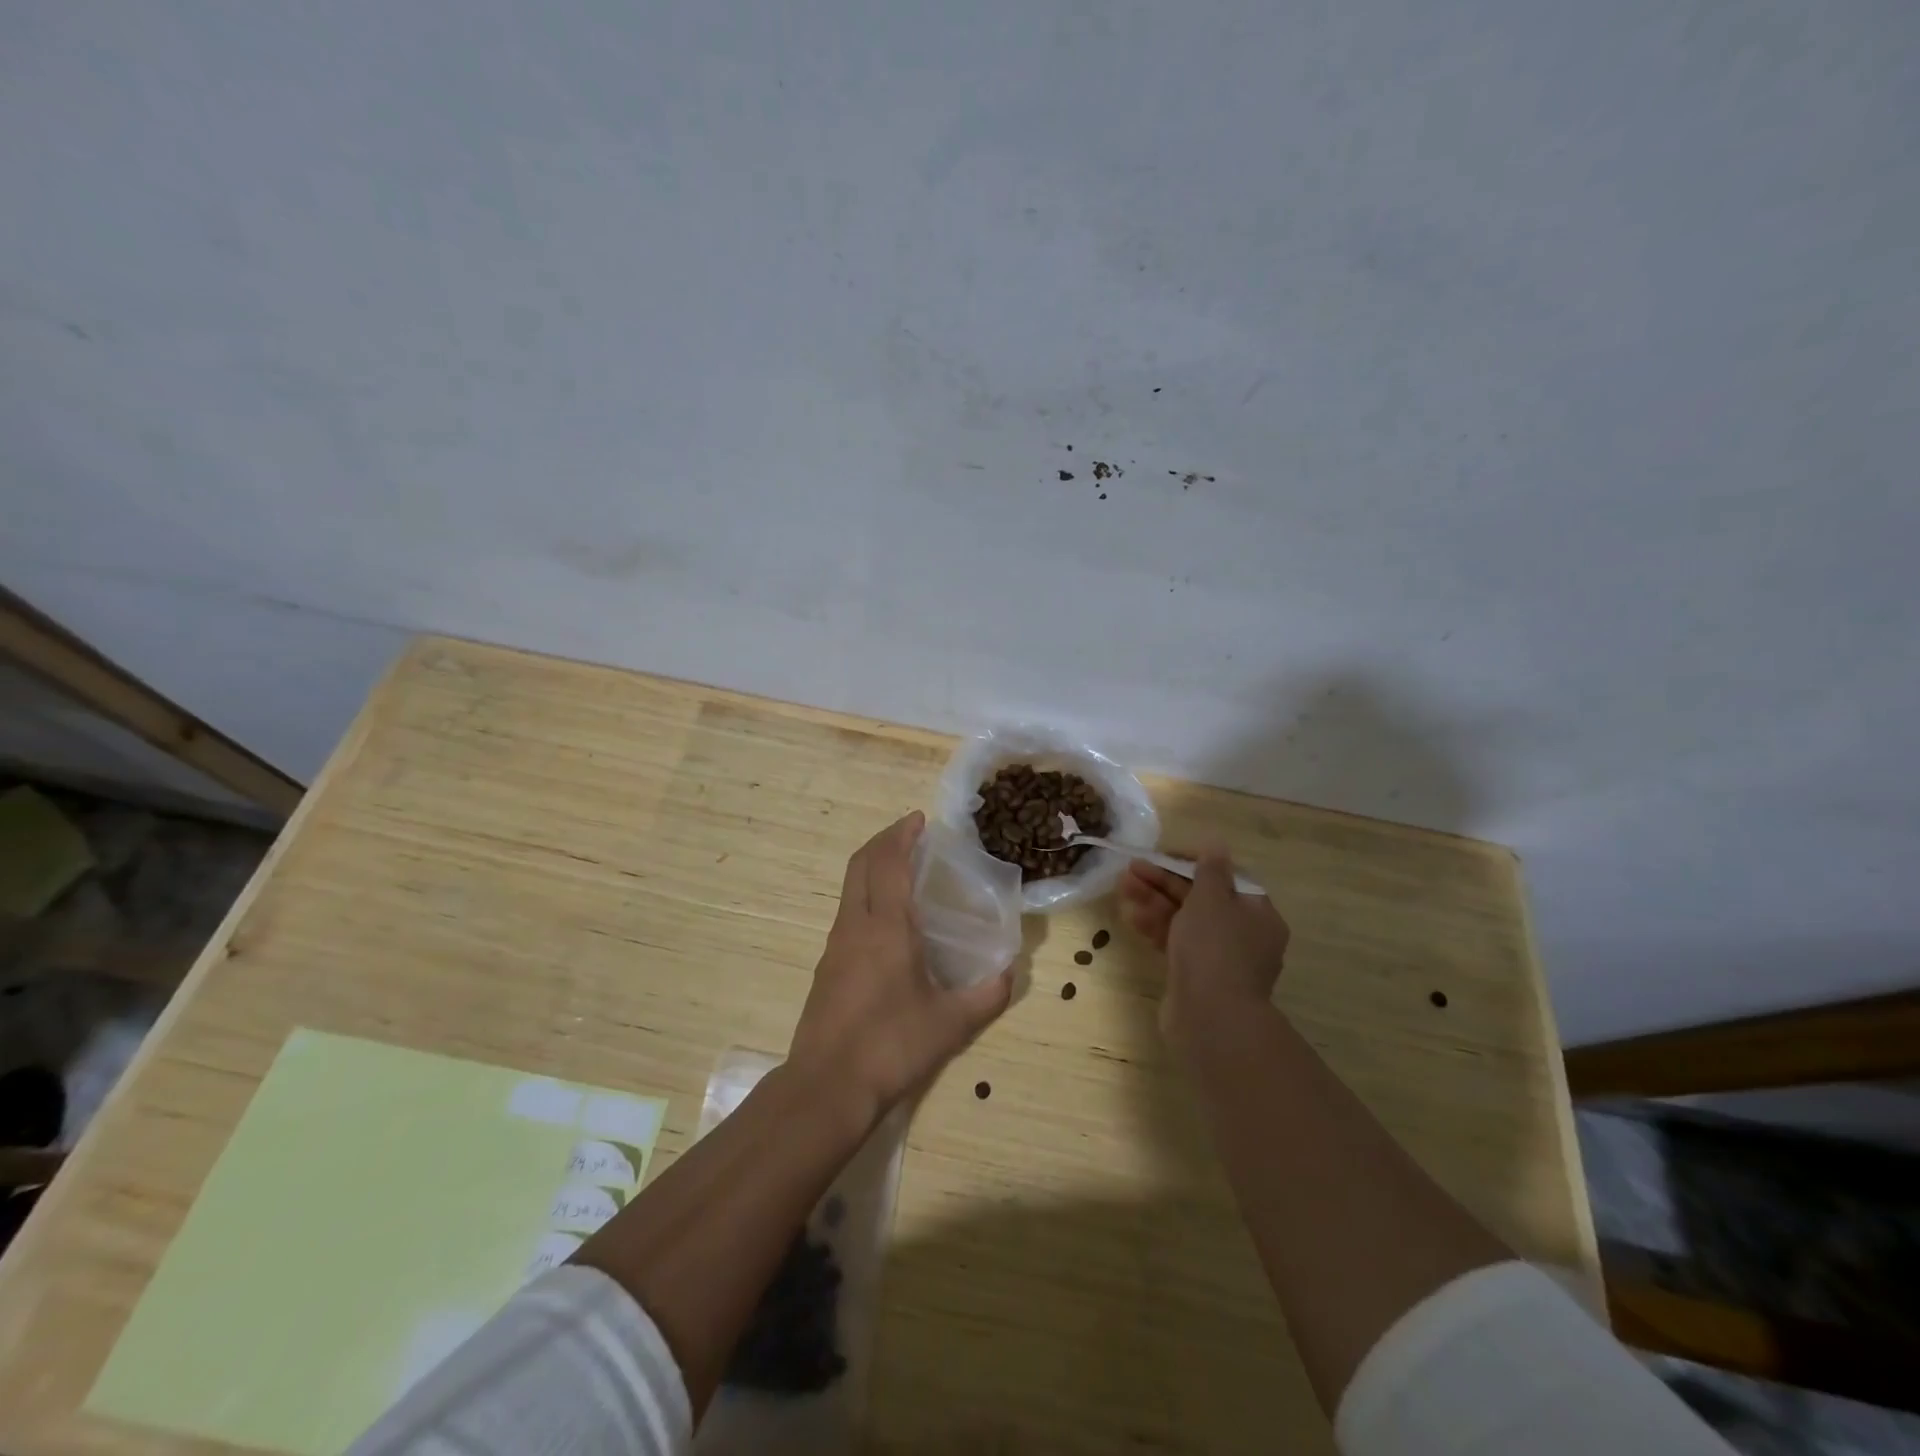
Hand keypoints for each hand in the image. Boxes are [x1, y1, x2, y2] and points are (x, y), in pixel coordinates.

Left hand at [788, 812, 1012, 1123]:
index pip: (890, 864)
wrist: (826, 1087)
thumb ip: (986, 996)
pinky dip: (865, 894)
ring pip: (850, 888)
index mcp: (886, 928)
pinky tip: (886, 919)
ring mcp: (835, 946)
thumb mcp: (950, 1025)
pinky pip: (847, 912)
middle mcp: (855, 926)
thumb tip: (1009, 974)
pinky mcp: (827, 967)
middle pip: (861, 864)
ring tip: (901, 869)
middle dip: (883, 840)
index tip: (919, 819)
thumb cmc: (890, 1047)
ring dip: (872, 866)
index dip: (903, 836)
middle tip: (910, 832)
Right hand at [1118, 851, 1290, 1055]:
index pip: (1225, 877)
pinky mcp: (1196, 976)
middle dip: (1164, 882)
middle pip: (1200, 898)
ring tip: (1123, 889)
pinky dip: (1156, 928)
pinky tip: (1131, 917)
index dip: (1191, 863)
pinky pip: (1176, 943)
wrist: (1209, 1018)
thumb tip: (1217, 843)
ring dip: (1154, 902)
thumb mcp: (1212, 899)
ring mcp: (1219, 958)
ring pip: (1184, 921)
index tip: (1161, 855)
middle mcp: (1243, 935)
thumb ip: (1210, 870)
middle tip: (1131, 870)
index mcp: (1257, 914)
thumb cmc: (1214, 949)